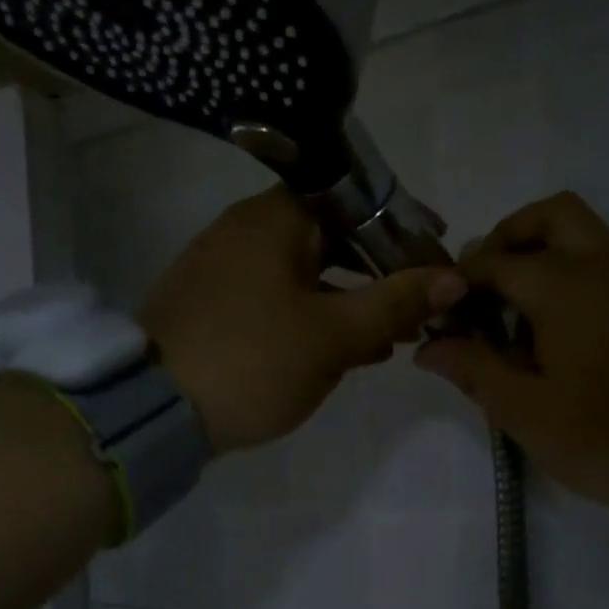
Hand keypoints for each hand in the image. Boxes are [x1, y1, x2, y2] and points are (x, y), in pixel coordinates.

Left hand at [143, 187, 469, 453]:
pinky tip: (344, 351)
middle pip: (333, 235)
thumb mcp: (335, 335)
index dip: (404, 225)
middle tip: (419, 304)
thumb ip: (396, 302)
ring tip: (391, 337)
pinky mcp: (214, 304)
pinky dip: (316, 315)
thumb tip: (454, 278)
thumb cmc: (255, 360)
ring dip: (352, 299)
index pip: (357, 199)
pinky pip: (279, 297)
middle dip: (380, 271)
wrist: (155, 410)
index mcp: (276, 218)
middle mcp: (247, 228)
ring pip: (307, 271)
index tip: (438, 255)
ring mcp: (225, 266)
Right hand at [415, 192, 608, 519]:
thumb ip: (473, 368)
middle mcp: (602, 268)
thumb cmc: (600, 436)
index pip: (495, 261)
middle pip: (552, 216)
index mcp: (564, 286)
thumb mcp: (523, 410)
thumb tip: (428, 346)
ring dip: (540, 256)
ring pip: (582, 237)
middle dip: (509, 237)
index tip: (440, 310)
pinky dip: (569, 275)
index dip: (459, 281)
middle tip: (483, 284)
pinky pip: (602, 267)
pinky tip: (550, 332)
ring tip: (511, 315)